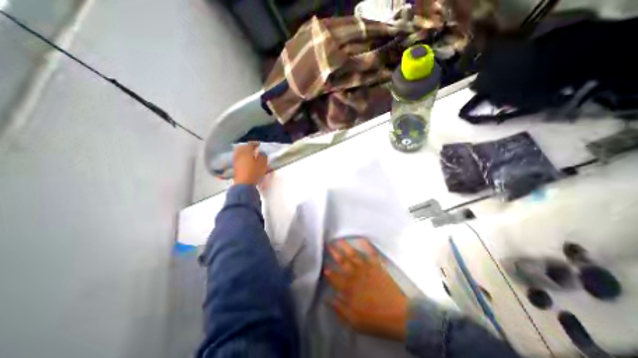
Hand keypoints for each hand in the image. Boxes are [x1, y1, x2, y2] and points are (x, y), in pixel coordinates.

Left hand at [234, 142, 266, 185]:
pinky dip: (242, 157)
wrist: (244, 184)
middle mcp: (239, 154)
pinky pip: (238, 158)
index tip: (259, 145)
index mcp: (246, 151)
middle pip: (242, 147)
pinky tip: (246, 161)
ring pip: (239, 153)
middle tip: (253, 148)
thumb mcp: (263, 163)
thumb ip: (263, 156)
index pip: (250, 144)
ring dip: (244, 152)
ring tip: (250, 155)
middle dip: (248, 147)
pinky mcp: (235, 167)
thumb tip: (261, 152)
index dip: (255, 143)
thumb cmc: (254, 172)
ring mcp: (236, 160)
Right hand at [325, 237, 408, 340]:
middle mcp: (355, 275)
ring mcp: (366, 269)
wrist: (398, 316)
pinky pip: (371, 253)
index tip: (324, 266)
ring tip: (339, 239)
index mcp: (348, 289)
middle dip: (334, 253)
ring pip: (353, 255)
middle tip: (328, 244)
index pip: (335, 278)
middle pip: (342, 262)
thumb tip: (328, 298)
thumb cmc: (375, 320)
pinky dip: (366, 245)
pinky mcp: (377, 266)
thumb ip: (339, 309)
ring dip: (345, 246)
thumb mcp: (354, 321)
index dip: (329, 272)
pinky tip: (361, 238)